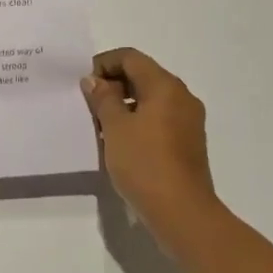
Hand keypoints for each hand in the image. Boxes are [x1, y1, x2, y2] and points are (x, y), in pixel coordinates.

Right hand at [82, 48, 223, 261]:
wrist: (183, 214)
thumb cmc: (145, 163)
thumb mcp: (114, 127)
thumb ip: (103, 98)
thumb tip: (94, 80)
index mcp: (165, 86)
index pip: (130, 58)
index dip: (103, 64)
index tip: (84, 85)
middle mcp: (181, 97)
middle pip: (142, 76)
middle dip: (113, 85)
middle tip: (89, 106)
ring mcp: (188, 121)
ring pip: (150, 99)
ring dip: (124, 105)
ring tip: (100, 126)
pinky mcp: (188, 143)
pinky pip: (159, 119)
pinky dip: (138, 121)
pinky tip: (120, 143)